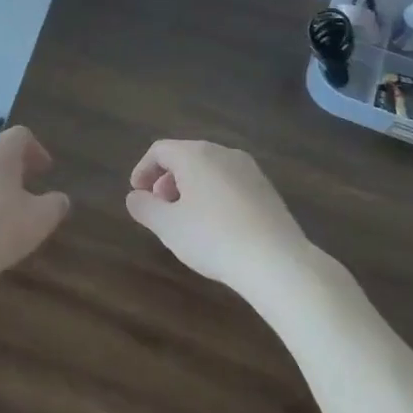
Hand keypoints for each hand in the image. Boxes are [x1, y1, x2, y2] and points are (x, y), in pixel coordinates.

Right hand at [126, 139, 342, 297]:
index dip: (143, 169)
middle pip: (186, 157)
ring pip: (210, 170)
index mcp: (195, 154)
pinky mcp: (267, 189)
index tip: (137, 193)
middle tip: (161, 208)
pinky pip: (231, 183)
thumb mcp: (167, 226)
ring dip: (191, 188)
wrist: (278, 262)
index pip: (160, 150)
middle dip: (167, 180)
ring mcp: (249, 169)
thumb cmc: (213, 238)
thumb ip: (144, 207)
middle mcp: (222, 152)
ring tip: (187, 219)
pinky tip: (218, 227)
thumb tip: (135, 196)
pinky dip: (215, 196)